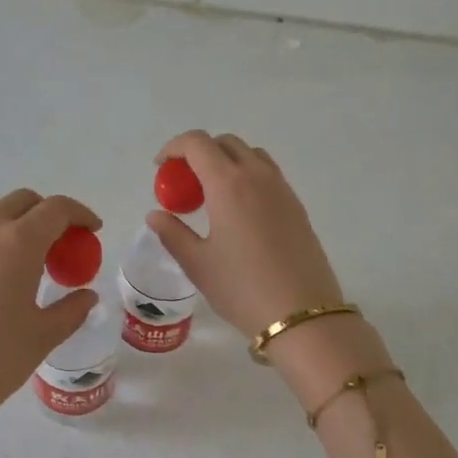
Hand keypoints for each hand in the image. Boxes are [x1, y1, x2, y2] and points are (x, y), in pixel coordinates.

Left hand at [0, 190, 100, 457]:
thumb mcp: (43, 336)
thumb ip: (71, 310)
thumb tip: (86, 296)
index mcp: (18, 242)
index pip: (56, 209)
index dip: (80, 214)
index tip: (92, 231)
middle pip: (22, 201)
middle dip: (48, 213)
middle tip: (62, 245)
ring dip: (17, 223)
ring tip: (29, 260)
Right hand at [148, 131, 390, 403]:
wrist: (301, 314)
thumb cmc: (241, 288)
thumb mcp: (197, 263)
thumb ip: (172, 233)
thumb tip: (155, 215)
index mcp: (228, 184)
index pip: (197, 143)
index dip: (174, 147)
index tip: (161, 168)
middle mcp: (257, 176)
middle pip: (226, 143)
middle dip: (200, 152)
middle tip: (184, 183)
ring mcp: (282, 189)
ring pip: (251, 155)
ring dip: (226, 161)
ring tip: (211, 194)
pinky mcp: (297, 206)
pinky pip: (268, 175)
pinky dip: (247, 177)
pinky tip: (238, 212)